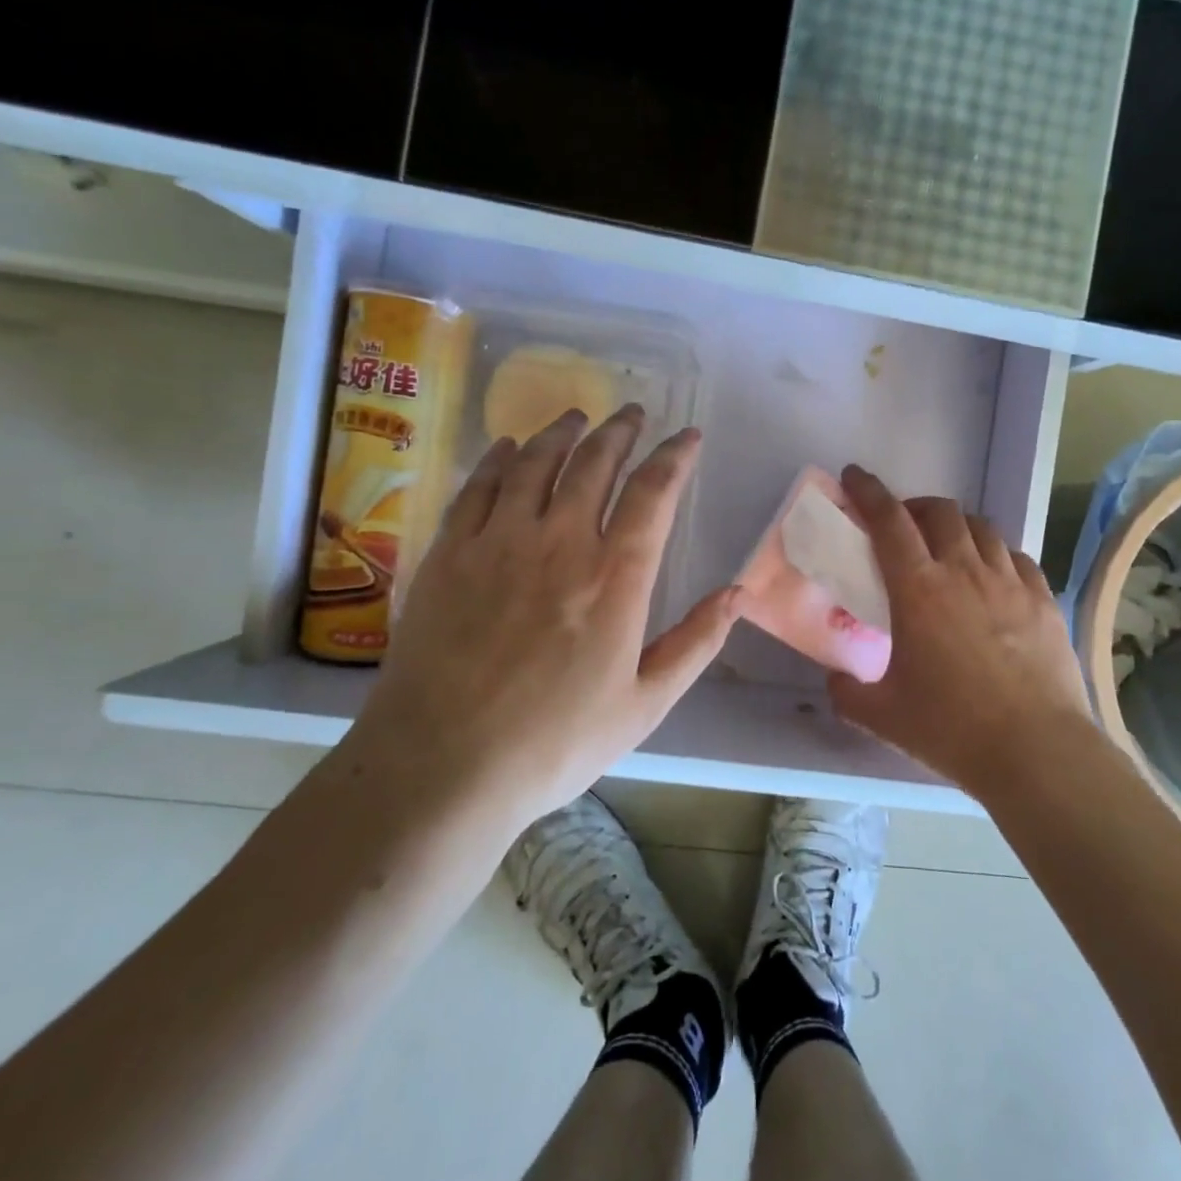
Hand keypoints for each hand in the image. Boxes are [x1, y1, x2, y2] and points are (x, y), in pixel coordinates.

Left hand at [346, 405, 741, 829]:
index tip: (688, 435)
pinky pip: (478, 487)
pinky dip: (499, 459)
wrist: (442, 767)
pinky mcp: (449, 554)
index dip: (675, 456)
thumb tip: (738, 593)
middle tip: (632, 413)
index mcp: (615, 577)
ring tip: (577, 417)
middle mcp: (560, 542)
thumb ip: (696, 643)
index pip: (653, 493)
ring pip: (536, 463)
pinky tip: (508, 447)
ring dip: (562, 433)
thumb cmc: (554, 742)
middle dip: (620, 431)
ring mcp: (498, 542)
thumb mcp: (645, 705)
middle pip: (595, 463)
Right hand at [828, 465, 1096, 802]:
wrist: (1035, 750)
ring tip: (947, 547)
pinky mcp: (1043, 600)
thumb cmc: (950, 728)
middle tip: (902, 527)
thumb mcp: (881, 716)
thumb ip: (846, 692)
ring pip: (981, 527)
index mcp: (918, 589)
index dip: (869, 491)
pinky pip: (1017, 557)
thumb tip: (836, 680)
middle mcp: (964, 571)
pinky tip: (992, 576)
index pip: (888, 521)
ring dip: (956, 526)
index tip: (855, 476)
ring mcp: (1009, 582)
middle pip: (939, 511)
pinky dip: (996, 554)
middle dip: (914, 506)